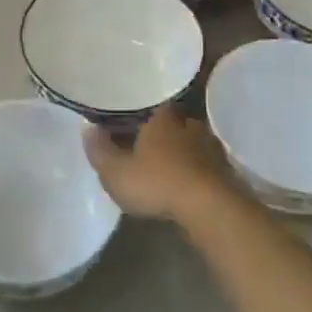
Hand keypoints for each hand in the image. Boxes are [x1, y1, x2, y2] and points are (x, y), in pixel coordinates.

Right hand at [82, 106, 228, 219]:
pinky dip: (194, 170)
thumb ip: (99, 150)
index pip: (149, 104)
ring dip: (179, 151)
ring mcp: (210, 145)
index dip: (137, 111)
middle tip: (144, 145)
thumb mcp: (116, 171)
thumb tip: (86, 127)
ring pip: (190, 142)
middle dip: (159, 132)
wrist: (209, 207)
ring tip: (164, 166)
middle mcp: (189, 123)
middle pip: (171, 122)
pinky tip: (186, 182)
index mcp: (162, 117)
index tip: (126, 120)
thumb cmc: (157, 181)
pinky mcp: (225, 169)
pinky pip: (204, 163)